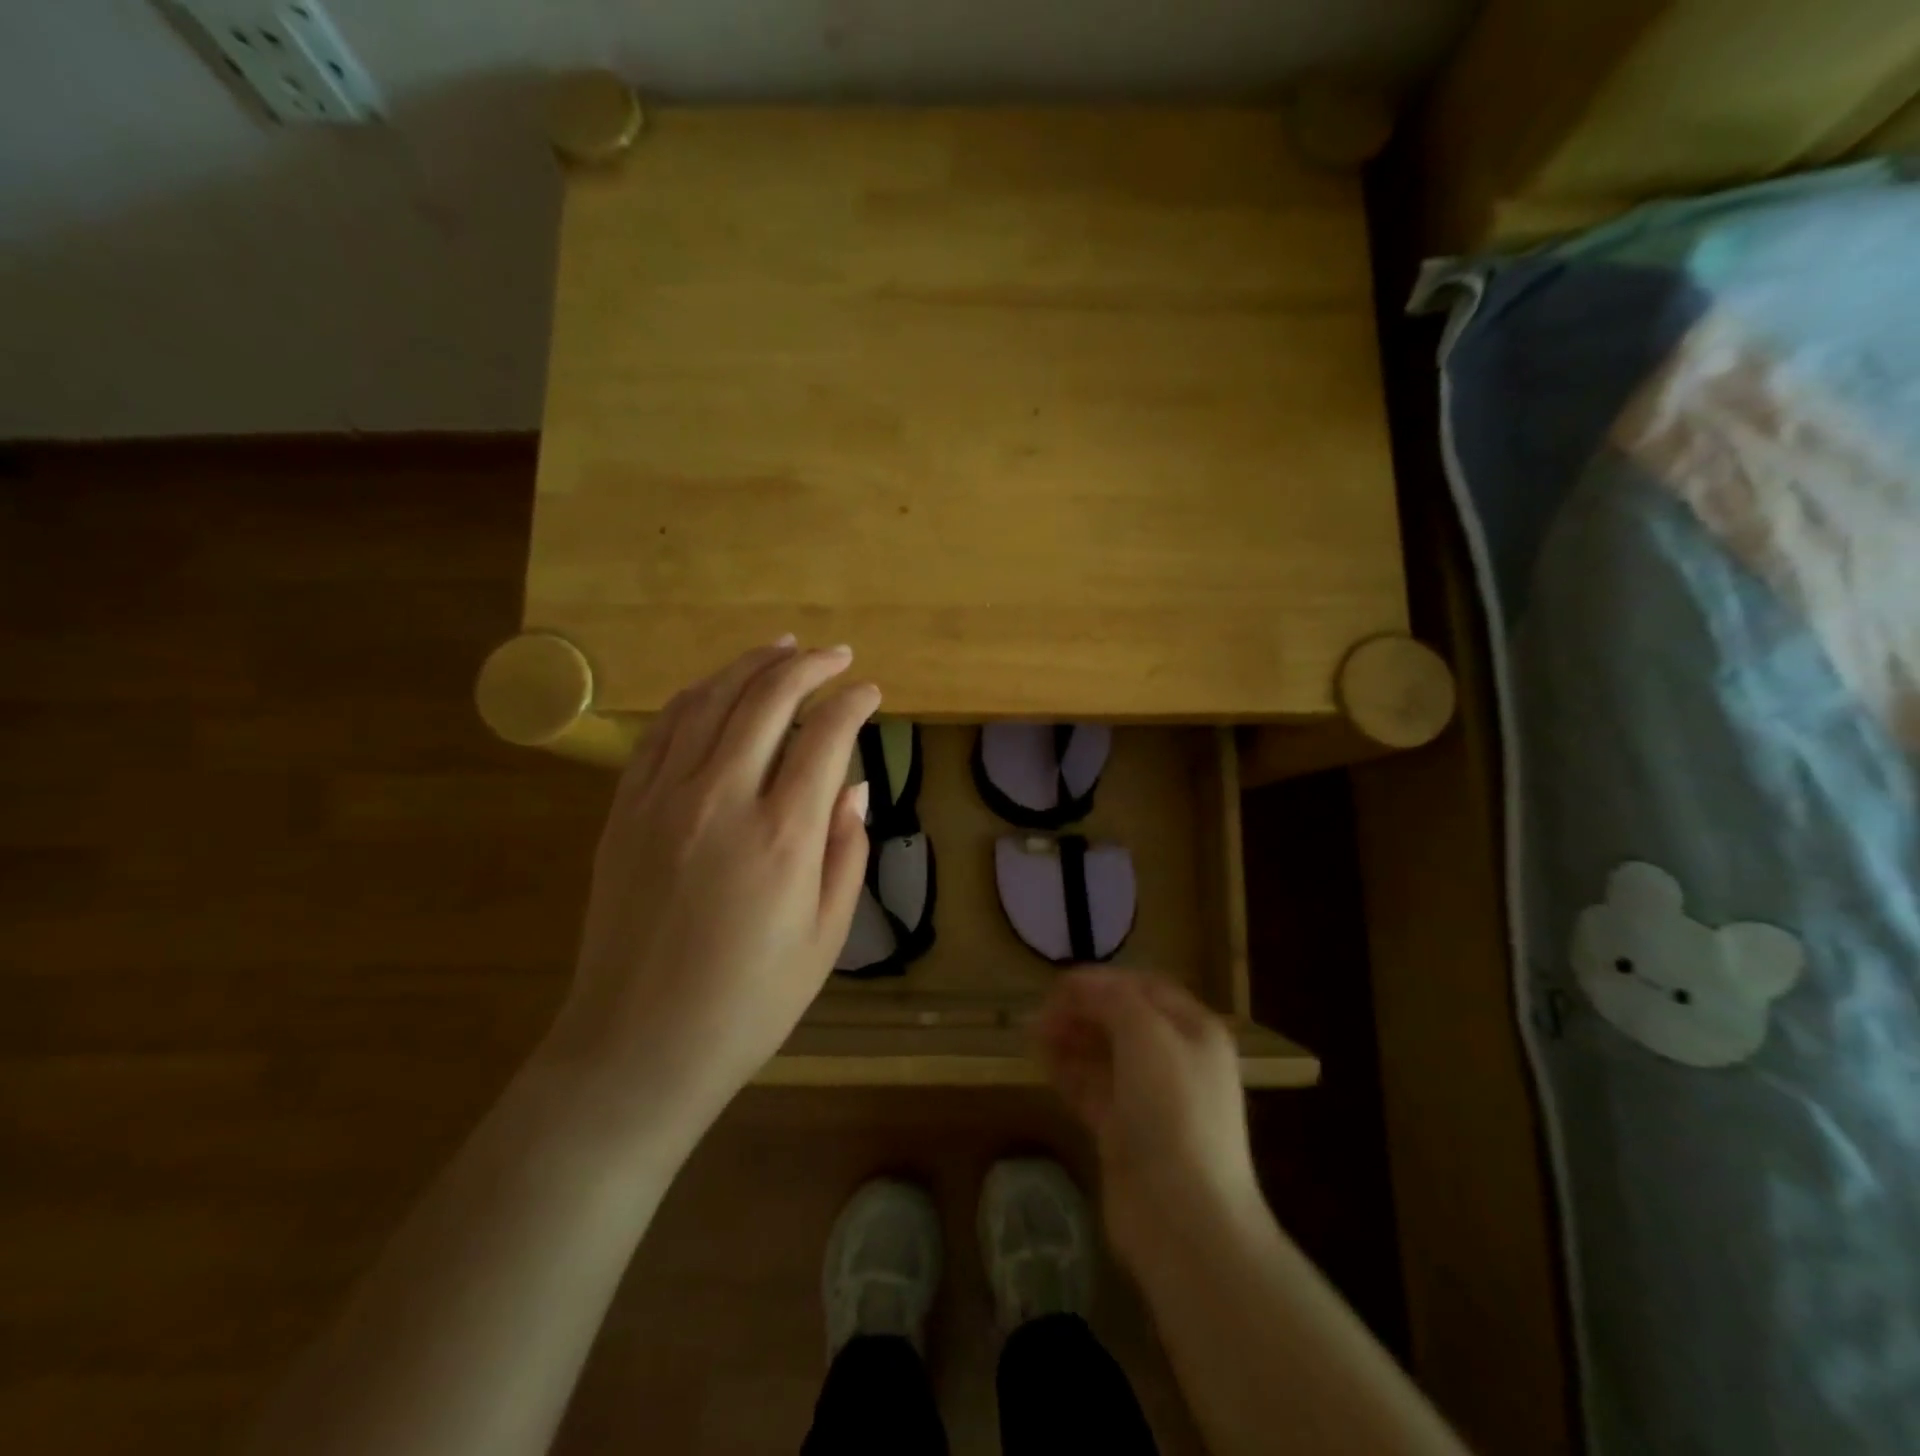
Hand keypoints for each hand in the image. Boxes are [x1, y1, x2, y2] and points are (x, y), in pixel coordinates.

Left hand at [541, 638, 877, 1135]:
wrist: (639, 1046)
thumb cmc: (749, 1002)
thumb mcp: (826, 937)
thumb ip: (847, 851)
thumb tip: (854, 785)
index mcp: (783, 836)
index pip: (826, 736)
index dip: (854, 703)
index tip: (871, 693)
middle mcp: (721, 799)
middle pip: (767, 700)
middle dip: (808, 666)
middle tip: (835, 655)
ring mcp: (663, 799)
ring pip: (709, 701)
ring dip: (750, 666)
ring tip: (781, 649)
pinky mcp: (625, 810)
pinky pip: (660, 731)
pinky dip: (694, 697)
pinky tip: (715, 688)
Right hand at [1036, 970, 1263, 1269]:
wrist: (1184, 1219)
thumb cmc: (1173, 1110)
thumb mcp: (1147, 1035)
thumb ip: (1112, 999)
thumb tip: (1079, 984)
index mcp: (1194, 1031)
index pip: (1145, 988)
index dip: (1103, 981)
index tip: (1059, 984)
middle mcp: (1176, 1060)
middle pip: (1122, 1020)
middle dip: (1082, 1010)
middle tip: (1041, 1012)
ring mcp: (1150, 1100)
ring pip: (1103, 1054)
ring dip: (1070, 1037)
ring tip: (1033, 1032)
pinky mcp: (1125, 1133)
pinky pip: (1092, 1088)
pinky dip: (1068, 1070)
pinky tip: (1042, 1059)